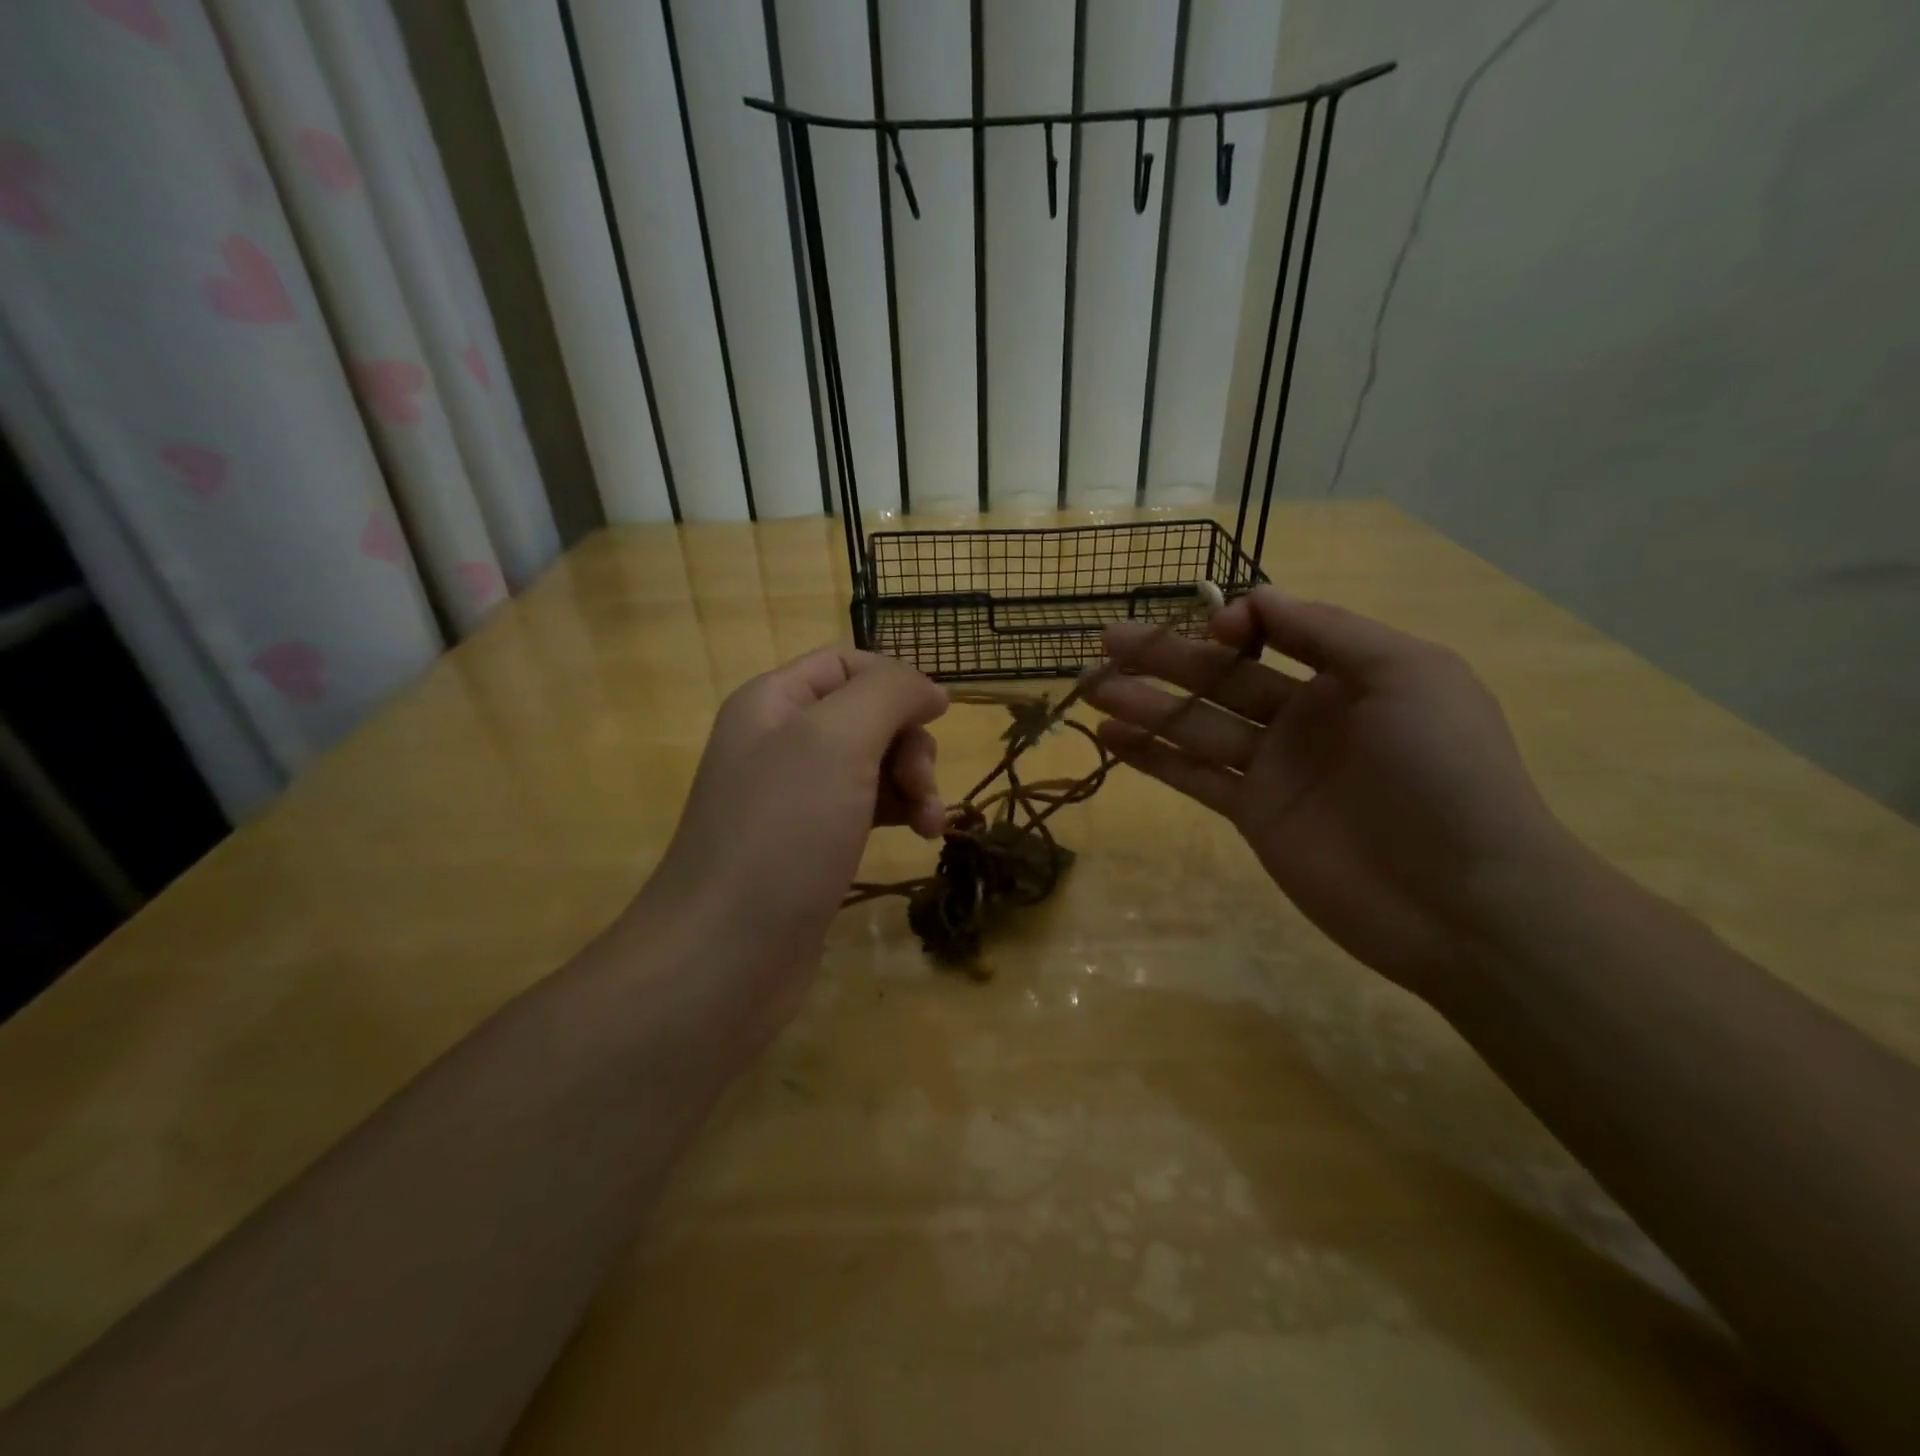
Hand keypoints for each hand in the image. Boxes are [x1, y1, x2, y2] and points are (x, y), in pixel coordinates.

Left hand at [640, 648, 947, 1011]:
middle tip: (922, 786)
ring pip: (874, 764)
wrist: (725, 956)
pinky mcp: (812, 845)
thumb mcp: (837, 740)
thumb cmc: (782, 834)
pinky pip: (867, 807)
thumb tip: (929, 688)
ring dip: (913, 783)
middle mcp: (781, 741)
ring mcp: (795, 797)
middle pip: (867, 714)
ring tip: (929, 824)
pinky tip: (920, 837)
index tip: (939, 716)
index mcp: (775, 702)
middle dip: (909, 743)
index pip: (847, 662)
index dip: (896, 680)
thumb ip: (888, 694)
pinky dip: (899, 813)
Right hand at [1085, 587, 1573, 999]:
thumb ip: (1329, 631)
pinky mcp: (1252, 814)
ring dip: (1144, 702)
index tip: (1210, 628)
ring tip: (1090, 685)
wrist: (1462, 898)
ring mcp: (1274, 767)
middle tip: (1105, 641)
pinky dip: (1152, 756)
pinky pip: (1194, 775)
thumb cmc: (1442, 770)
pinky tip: (1110, 735)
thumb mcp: (1406, 674)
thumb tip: (1254, 598)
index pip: (1274, 633)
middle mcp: (1305, 715)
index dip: (1234, 623)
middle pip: (1221, 676)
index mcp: (1348, 674)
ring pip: (1196, 724)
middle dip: (1164, 656)